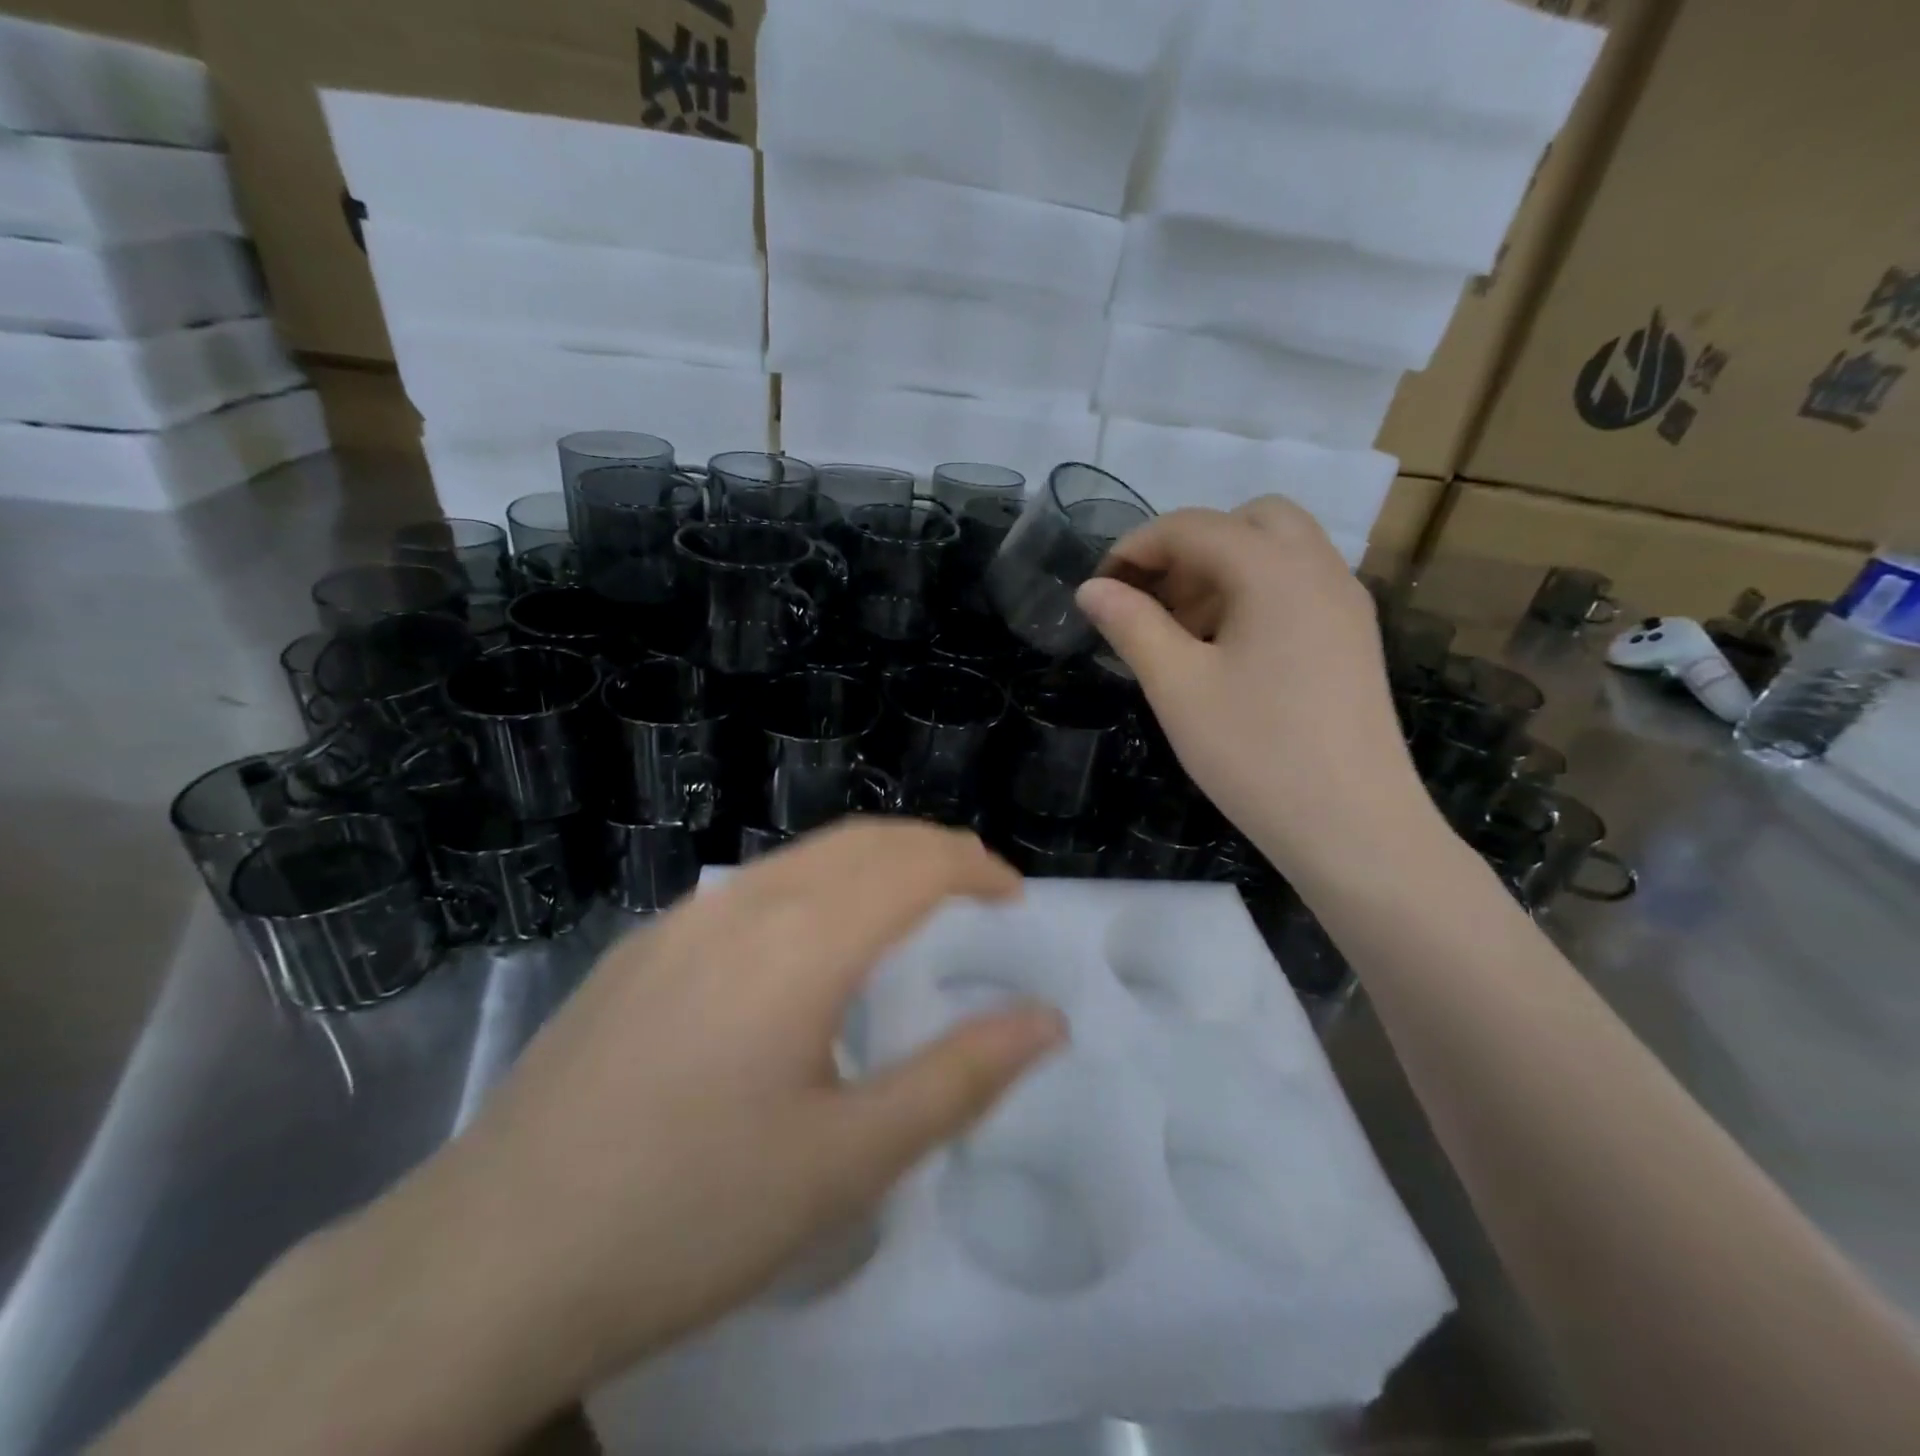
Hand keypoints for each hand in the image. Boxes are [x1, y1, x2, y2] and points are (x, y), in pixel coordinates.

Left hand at [441, 820, 1064, 1388]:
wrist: (488, 1261)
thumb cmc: (691, 1215)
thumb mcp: (849, 1161)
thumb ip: (959, 1077)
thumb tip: (1045, 1020)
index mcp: (801, 942)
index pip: (912, 864)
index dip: (974, 866)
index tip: (1013, 894)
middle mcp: (742, 904)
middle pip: (860, 841)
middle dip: (931, 849)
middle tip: (978, 887)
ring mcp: (681, 919)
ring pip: (803, 857)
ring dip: (871, 863)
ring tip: (910, 906)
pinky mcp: (641, 948)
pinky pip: (752, 887)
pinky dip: (814, 886)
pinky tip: (808, 945)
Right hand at [1078, 498, 1426, 878]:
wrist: (1354, 828)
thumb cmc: (1255, 753)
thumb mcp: (1177, 687)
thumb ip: (1131, 625)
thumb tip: (1091, 588)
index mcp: (1274, 570)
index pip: (1193, 527)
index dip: (1136, 548)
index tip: (1100, 587)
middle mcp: (1319, 569)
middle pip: (1248, 521)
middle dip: (1189, 548)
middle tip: (1154, 601)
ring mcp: (1346, 603)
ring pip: (1278, 551)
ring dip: (1223, 570)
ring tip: (1184, 632)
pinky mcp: (1354, 637)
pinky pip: (1299, 586)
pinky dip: (1255, 593)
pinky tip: (1228, 652)